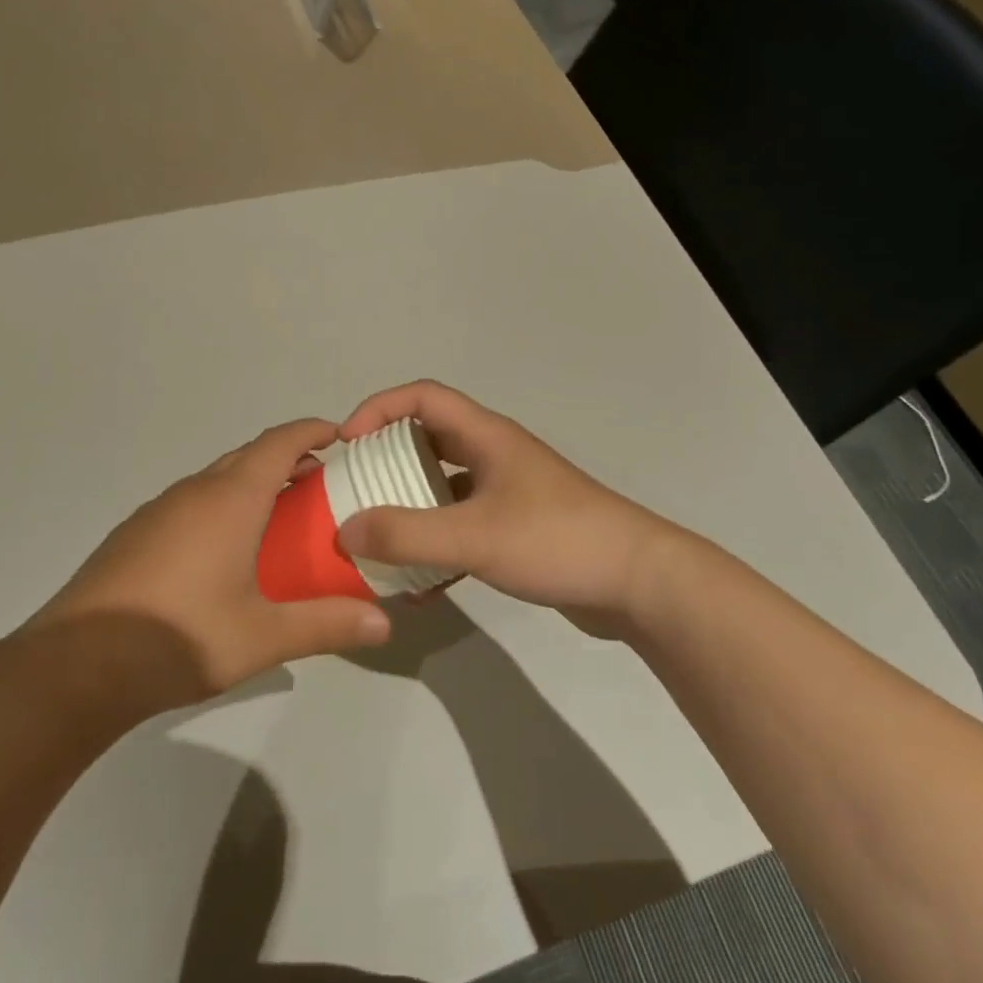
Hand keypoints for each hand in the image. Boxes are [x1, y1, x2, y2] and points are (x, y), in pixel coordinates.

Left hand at [26, 419, 390, 713]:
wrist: (73, 668)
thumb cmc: (179, 638)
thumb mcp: (263, 637)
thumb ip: (327, 625)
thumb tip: (385, 625)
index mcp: (229, 500)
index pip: (278, 443)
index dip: (311, 432)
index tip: (339, 436)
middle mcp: (193, 492)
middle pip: (248, 456)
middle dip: (287, 459)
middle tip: (320, 485)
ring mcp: (158, 511)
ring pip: (216, 479)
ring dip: (251, 484)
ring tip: (278, 518)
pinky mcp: (134, 534)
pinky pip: (190, 503)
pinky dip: (220, 507)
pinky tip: (223, 553)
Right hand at [334, 381, 684, 631]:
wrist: (638, 583)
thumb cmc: (557, 540)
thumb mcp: (474, 536)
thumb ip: (407, 533)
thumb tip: (345, 530)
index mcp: (486, 437)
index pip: (423, 397)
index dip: (379, 408)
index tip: (346, 444)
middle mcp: (494, 456)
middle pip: (428, 441)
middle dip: (386, 461)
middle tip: (354, 493)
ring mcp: (508, 493)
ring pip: (443, 487)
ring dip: (409, 506)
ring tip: (376, 538)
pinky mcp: (517, 529)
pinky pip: (462, 525)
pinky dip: (436, 545)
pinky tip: (419, 585)